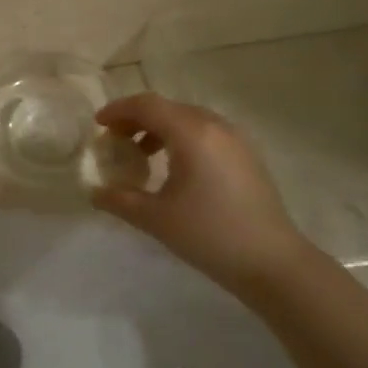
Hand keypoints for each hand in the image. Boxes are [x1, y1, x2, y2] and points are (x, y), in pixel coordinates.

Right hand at [90, 93, 315, 290]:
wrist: (272, 261)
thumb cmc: (209, 234)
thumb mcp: (155, 218)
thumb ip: (119, 200)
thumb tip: (95, 192)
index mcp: (191, 133)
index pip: (147, 105)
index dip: (118, 110)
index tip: (98, 125)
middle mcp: (214, 125)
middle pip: (167, 108)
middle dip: (136, 119)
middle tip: (115, 140)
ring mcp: (235, 138)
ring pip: (188, 118)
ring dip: (159, 128)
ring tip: (142, 154)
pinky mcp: (247, 154)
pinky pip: (206, 132)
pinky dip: (182, 138)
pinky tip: (175, 167)